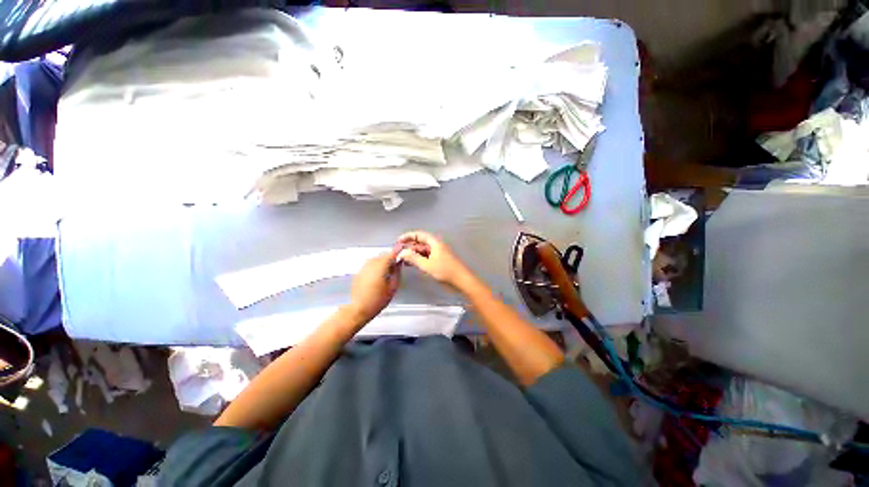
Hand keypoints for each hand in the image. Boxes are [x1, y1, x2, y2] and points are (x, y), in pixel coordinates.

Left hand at [346, 250, 400, 324]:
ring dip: (384, 262)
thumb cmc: (377, 300)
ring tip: (389, 271)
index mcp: (381, 265)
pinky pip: (371, 264)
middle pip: (384, 255)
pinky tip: (380, 275)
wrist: (358, 308)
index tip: (403, 248)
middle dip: (391, 258)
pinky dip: (377, 266)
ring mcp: (364, 266)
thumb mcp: (393, 287)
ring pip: (377, 259)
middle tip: (398, 264)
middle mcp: (372, 263)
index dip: (399, 250)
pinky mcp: (360, 271)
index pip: (392, 253)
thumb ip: (397, 272)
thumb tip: (399, 263)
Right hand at [396, 231, 471, 289]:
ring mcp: (437, 253)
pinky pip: (425, 257)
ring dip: (412, 254)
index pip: (419, 235)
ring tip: (402, 259)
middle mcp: (436, 246)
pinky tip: (410, 264)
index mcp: (435, 243)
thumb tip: (402, 252)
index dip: (408, 236)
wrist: (461, 280)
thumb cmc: (446, 271)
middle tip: (398, 252)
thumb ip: (414, 258)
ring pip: (422, 251)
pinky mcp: (438, 261)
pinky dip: (418, 259)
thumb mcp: (427, 265)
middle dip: (409, 246)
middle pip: (420, 242)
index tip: (398, 241)